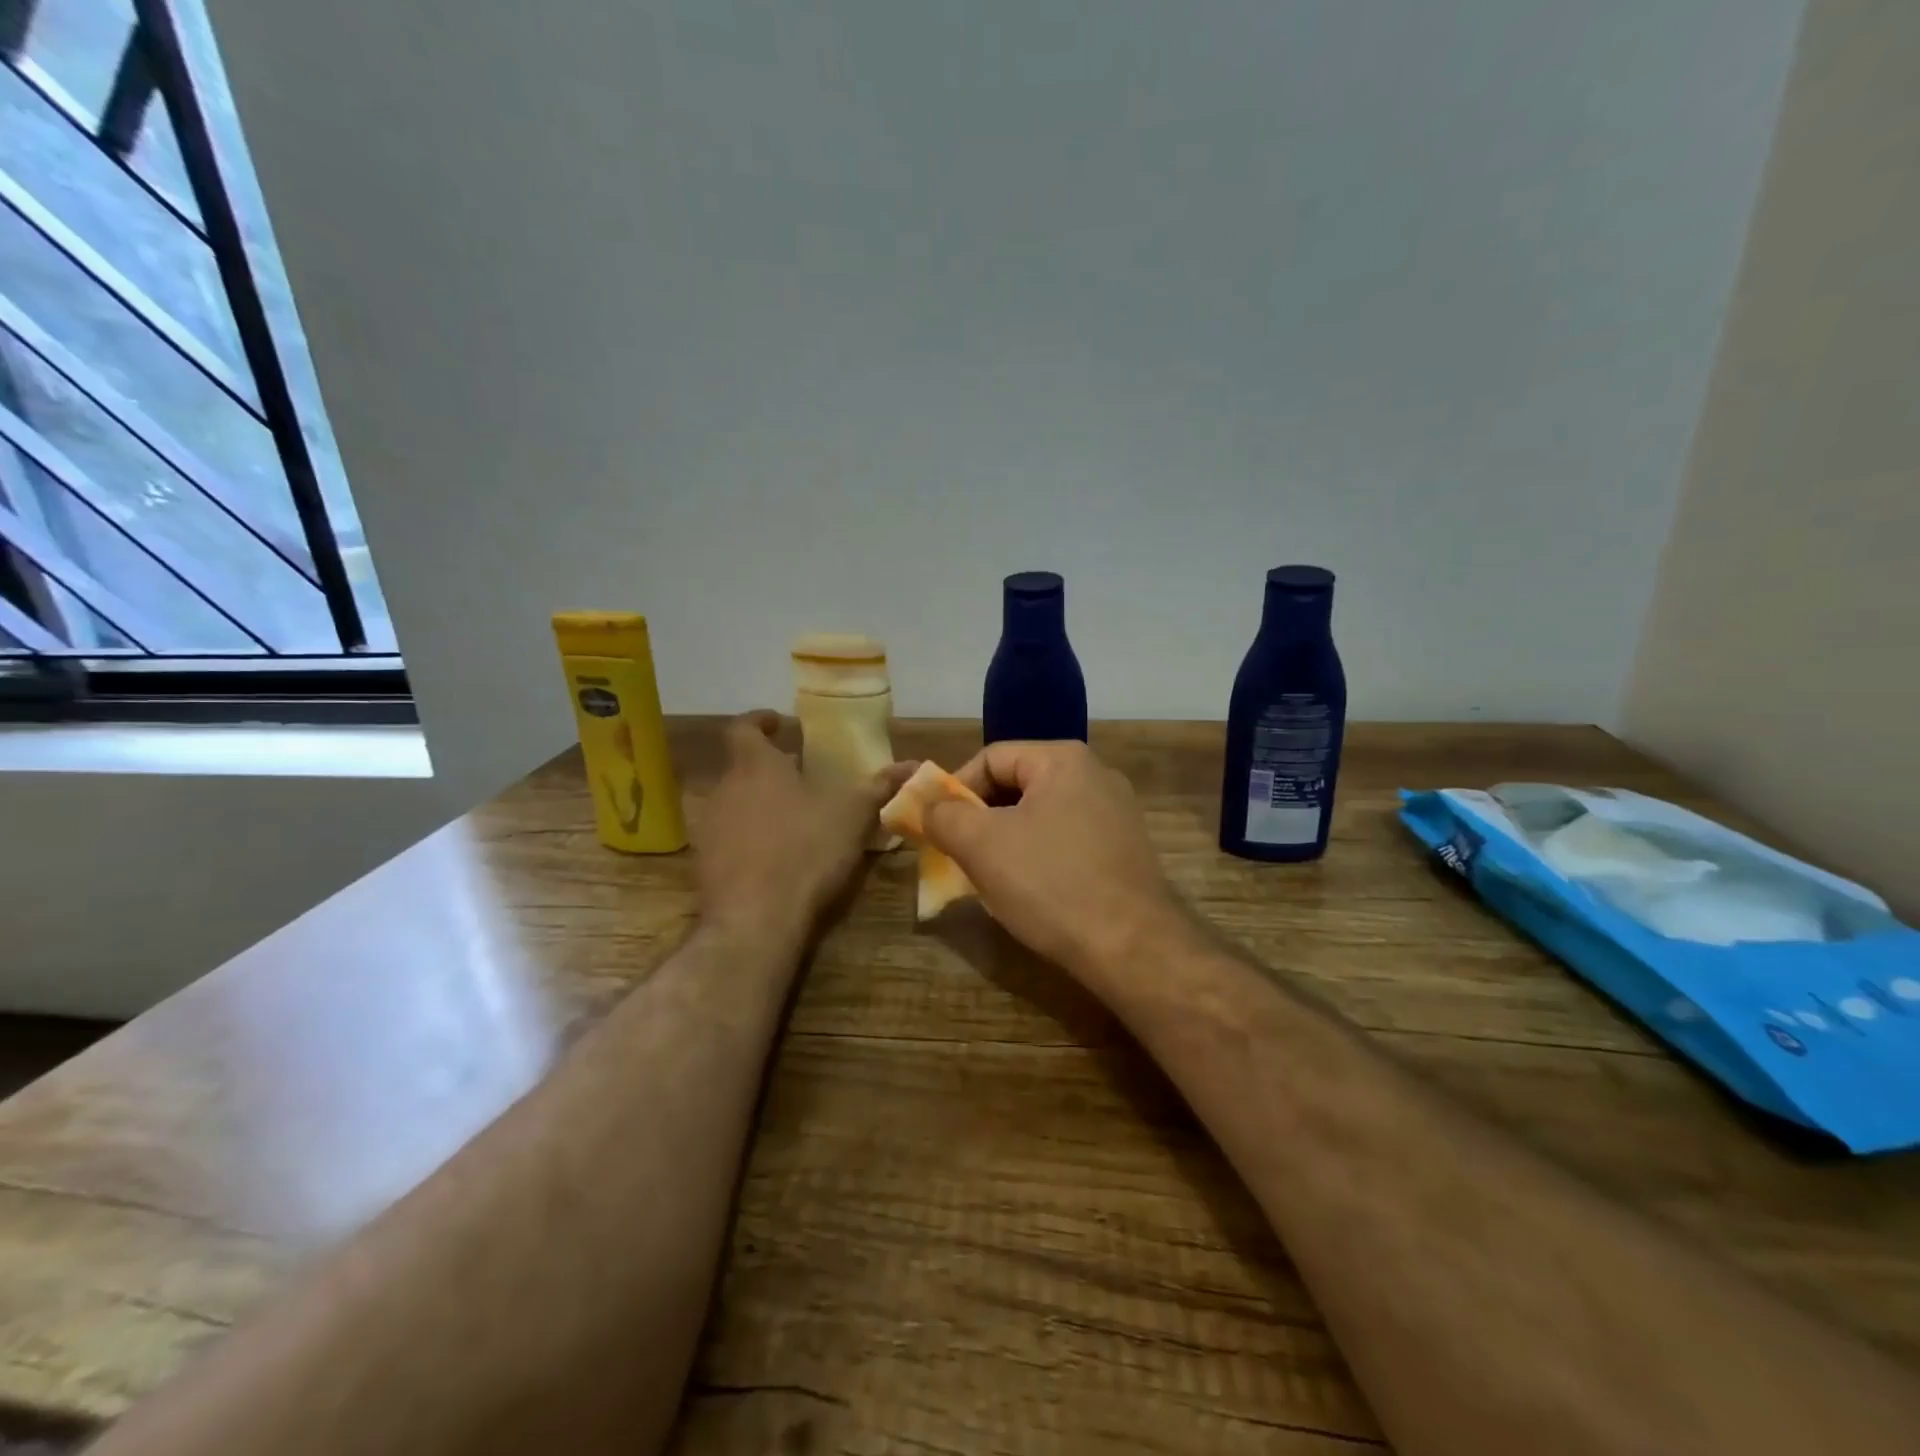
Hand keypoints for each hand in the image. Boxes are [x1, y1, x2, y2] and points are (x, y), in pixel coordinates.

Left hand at [693, 712, 908, 935]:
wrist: (755, 920)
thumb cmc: (805, 851)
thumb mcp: (852, 816)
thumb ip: (880, 787)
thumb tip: (915, 764)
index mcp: (755, 766)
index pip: (743, 727)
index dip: (759, 721)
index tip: (779, 722)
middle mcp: (724, 789)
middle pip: (741, 767)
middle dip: (769, 769)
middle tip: (801, 777)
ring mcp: (709, 828)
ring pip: (733, 803)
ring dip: (757, 804)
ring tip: (791, 818)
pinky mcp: (704, 864)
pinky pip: (727, 839)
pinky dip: (747, 839)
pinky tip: (773, 858)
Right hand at [922, 740, 1184, 975]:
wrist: (1133, 948)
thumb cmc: (1051, 884)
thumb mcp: (982, 845)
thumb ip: (944, 815)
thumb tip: (928, 805)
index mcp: (1063, 760)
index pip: (991, 758)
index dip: (955, 790)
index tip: (937, 829)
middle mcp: (1096, 775)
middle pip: (1017, 785)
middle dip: (981, 819)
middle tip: (959, 855)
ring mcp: (1117, 814)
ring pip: (1041, 816)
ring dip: (1007, 842)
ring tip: (990, 878)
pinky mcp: (1126, 850)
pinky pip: (1067, 841)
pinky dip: (1040, 858)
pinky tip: (1032, 892)